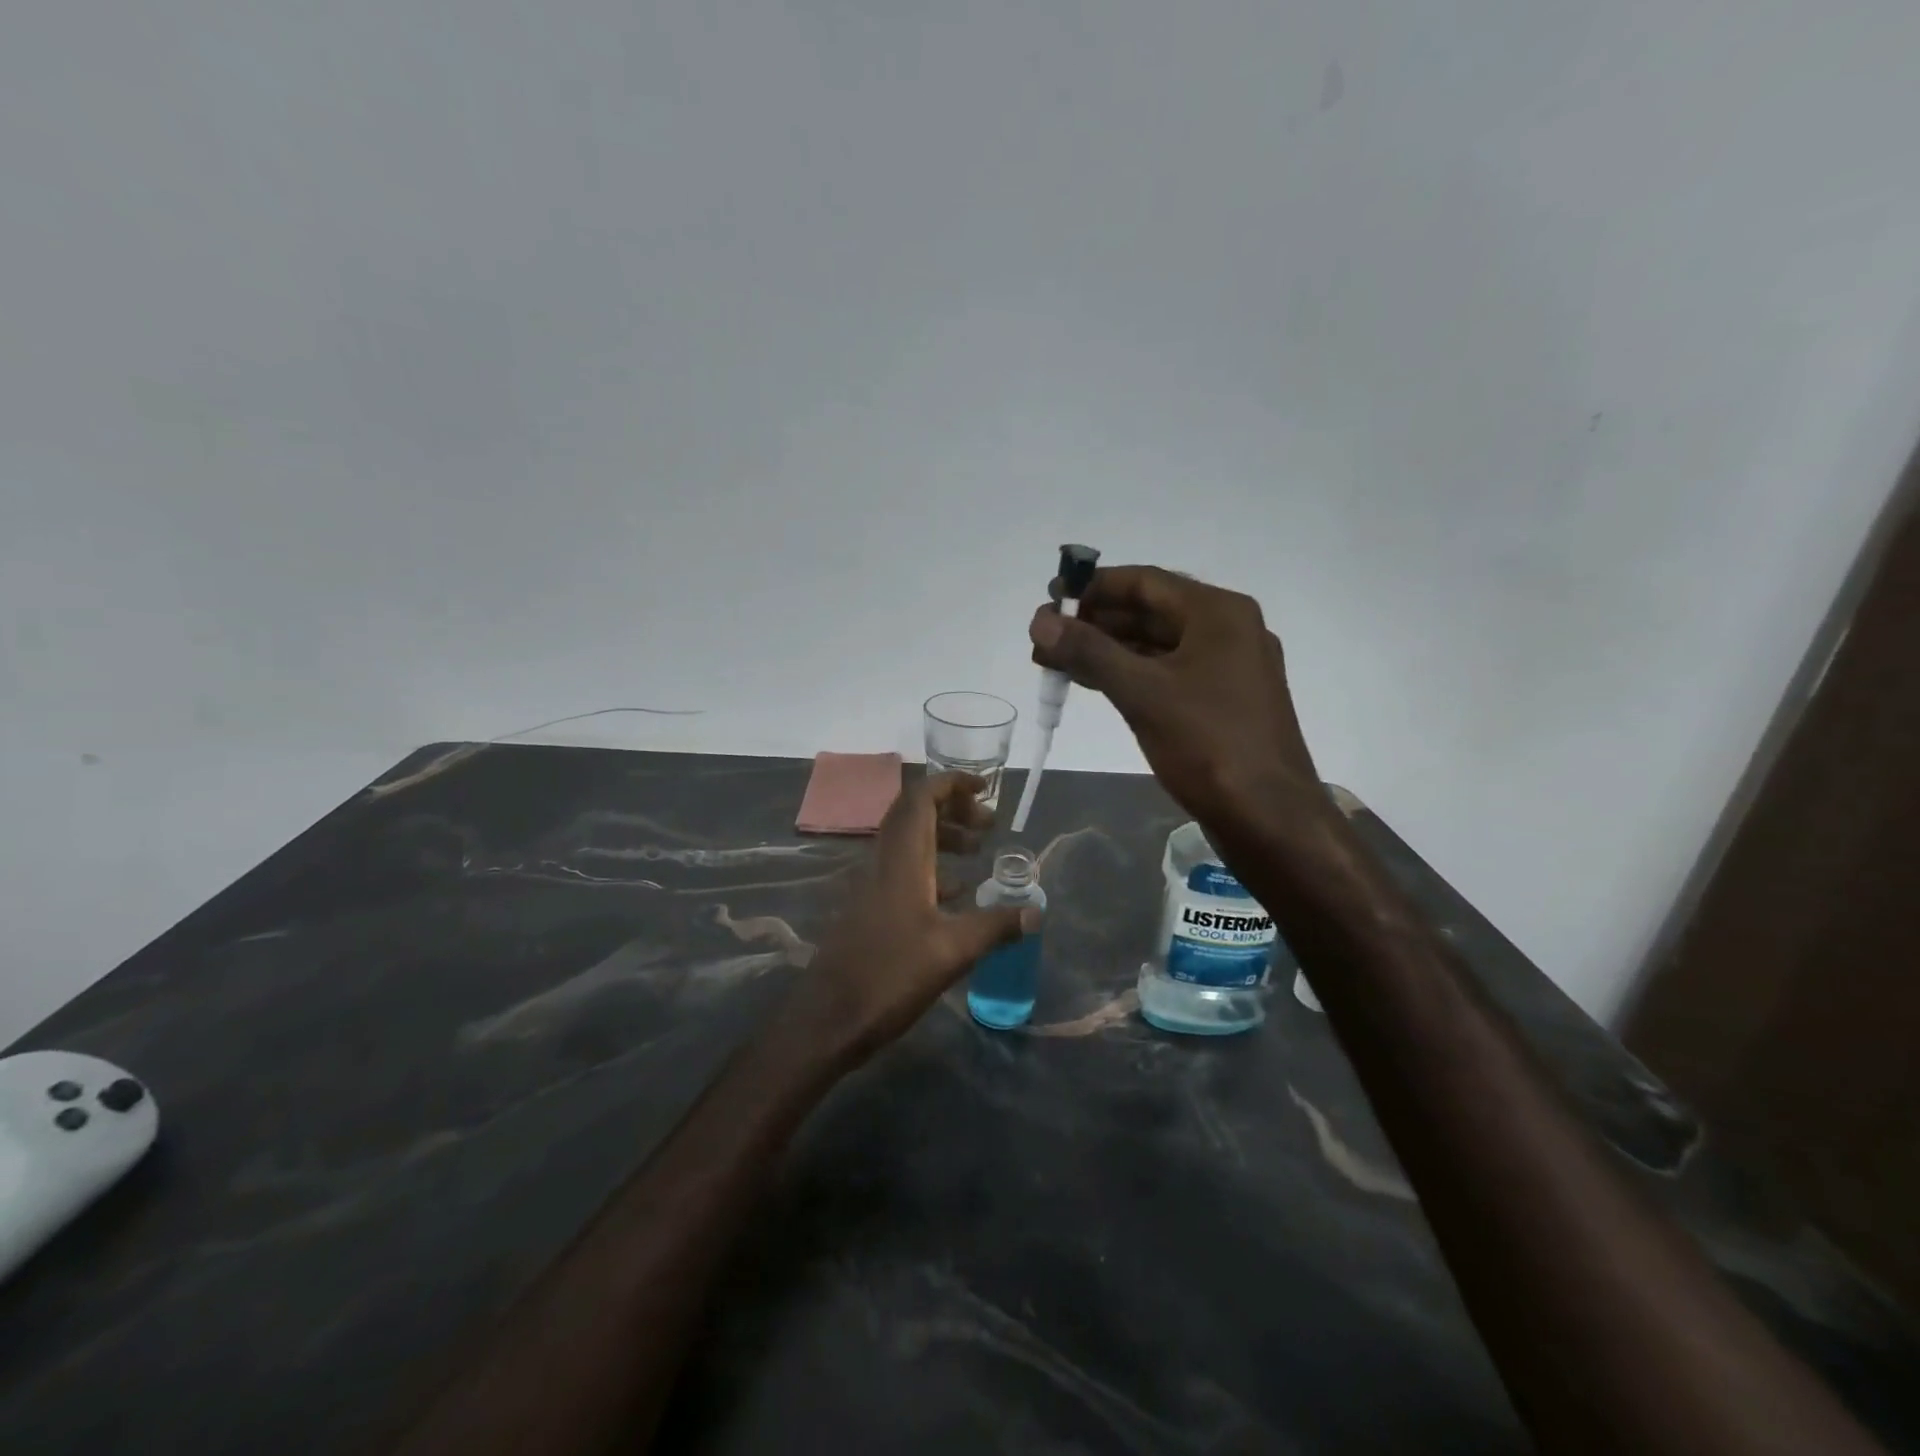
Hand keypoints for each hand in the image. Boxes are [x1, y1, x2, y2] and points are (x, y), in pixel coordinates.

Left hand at [796, 772, 1036, 1060]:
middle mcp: (883, 861)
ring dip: (943, 837)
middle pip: (915, 813)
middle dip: (953, 808)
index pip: (921, 797)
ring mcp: (871, 884)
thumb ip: (995, 926)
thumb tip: (1035, 912)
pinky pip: (902, 869)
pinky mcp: (868, 907)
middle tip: (988, 825)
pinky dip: (931, 867)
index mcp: (902, 859)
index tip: (985, 789)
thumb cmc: (890, 976)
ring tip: (978, 852)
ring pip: (908, 841)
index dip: (952, 783)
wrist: (829, 1018)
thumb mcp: (953, 952)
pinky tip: (955, 893)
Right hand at [1029, 565, 1324, 832]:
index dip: (1091, 588)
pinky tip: (1092, 682)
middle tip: (1044, 638)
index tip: (1048, 599)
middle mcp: (1227, 630)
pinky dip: (1129, 673)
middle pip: (1149, 611)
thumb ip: (1089, 652)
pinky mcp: (1221, 701)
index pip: (1144, 581)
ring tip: (1055, 661)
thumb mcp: (1142, 693)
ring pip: (1156, 645)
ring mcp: (1227, 667)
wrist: (1269, 817)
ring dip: (1106, 650)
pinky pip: (1167, 672)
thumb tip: (1039, 620)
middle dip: (1093, 623)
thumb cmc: (1209, 745)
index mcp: (1218, 612)